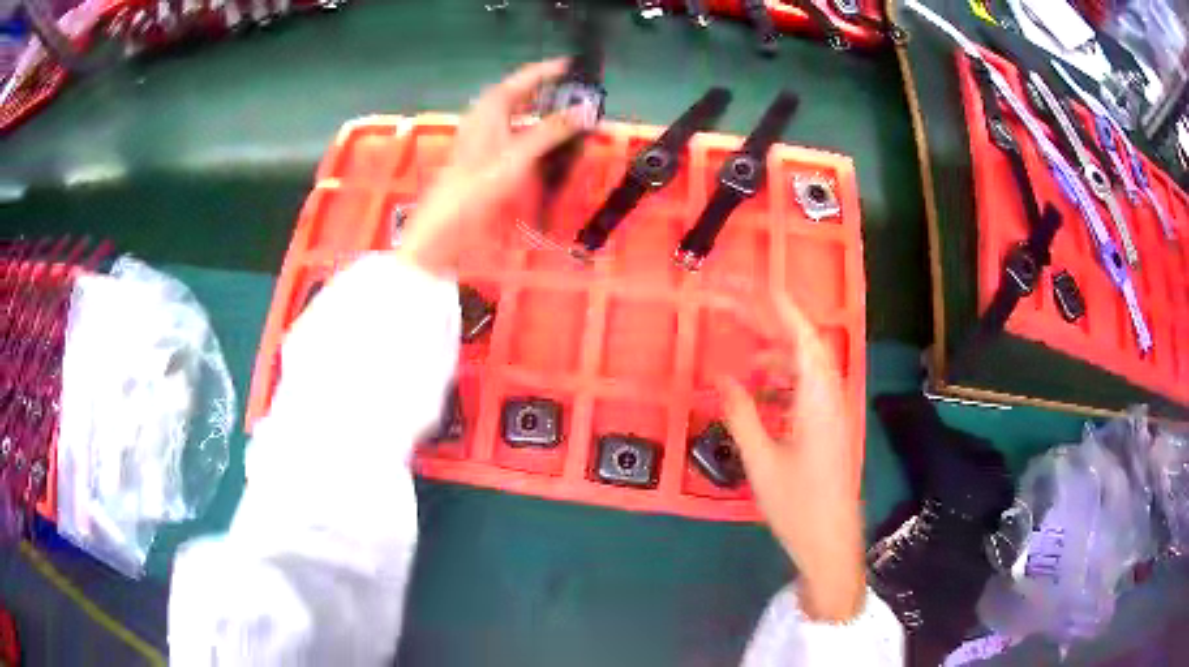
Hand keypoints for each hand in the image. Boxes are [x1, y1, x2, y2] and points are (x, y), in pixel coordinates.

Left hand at [398, 59, 582, 275]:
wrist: (446, 223)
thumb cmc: (479, 184)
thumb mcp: (520, 154)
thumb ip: (554, 129)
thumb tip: (586, 110)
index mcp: (491, 106)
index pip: (525, 77)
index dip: (550, 70)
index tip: (576, 65)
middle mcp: (486, 115)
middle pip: (522, 94)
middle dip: (550, 92)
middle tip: (581, 93)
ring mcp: (484, 135)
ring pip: (519, 114)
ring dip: (544, 114)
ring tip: (572, 116)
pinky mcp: (485, 155)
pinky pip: (515, 134)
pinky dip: (535, 133)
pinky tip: (551, 144)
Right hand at [717, 296, 866, 622]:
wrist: (831, 541)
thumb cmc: (798, 504)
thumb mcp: (761, 461)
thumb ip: (741, 414)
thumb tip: (721, 376)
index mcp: (818, 399)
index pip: (803, 338)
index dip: (782, 307)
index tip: (757, 284)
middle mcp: (831, 397)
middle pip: (806, 346)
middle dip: (773, 323)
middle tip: (738, 310)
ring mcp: (833, 413)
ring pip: (808, 367)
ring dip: (778, 353)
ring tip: (745, 351)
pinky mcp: (830, 428)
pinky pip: (808, 389)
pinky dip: (785, 379)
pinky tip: (762, 389)